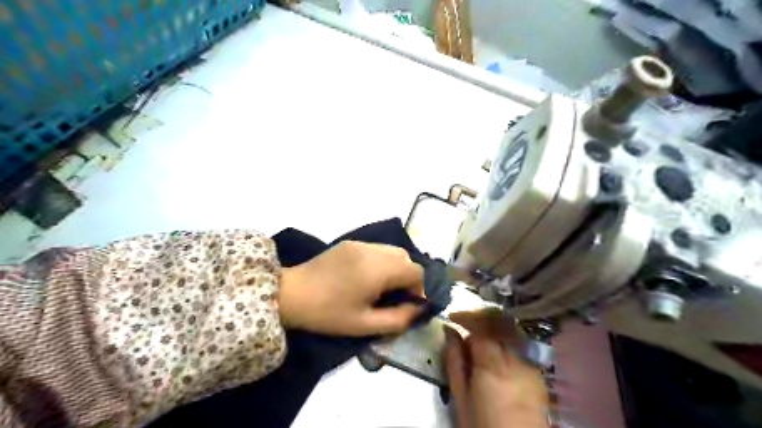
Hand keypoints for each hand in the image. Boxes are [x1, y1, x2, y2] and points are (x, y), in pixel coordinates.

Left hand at [278, 243, 425, 334]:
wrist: (291, 294)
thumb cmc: (328, 313)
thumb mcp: (365, 324)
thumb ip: (398, 319)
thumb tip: (419, 310)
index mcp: (378, 269)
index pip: (415, 271)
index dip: (419, 289)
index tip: (407, 305)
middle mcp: (373, 250)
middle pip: (406, 258)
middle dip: (408, 277)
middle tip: (395, 297)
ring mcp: (360, 244)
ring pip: (392, 251)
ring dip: (395, 268)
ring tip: (381, 287)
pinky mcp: (350, 243)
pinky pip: (377, 249)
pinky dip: (382, 261)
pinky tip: (367, 277)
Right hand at [448, 309, 546, 426]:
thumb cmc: (482, 426)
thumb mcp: (460, 397)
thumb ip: (454, 361)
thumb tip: (449, 331)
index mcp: (493, 365)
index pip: (481, 327)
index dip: (466, 319)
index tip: (453, 318)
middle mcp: (516, 360)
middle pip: (499, 325)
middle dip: (480, 319)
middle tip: (465, 321)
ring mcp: (531, 366)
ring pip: (511, 334)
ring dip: (493, 330)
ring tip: (479, 338)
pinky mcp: (539, 375)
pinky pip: (519, 349)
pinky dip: (505, 345)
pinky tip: (497, 356)